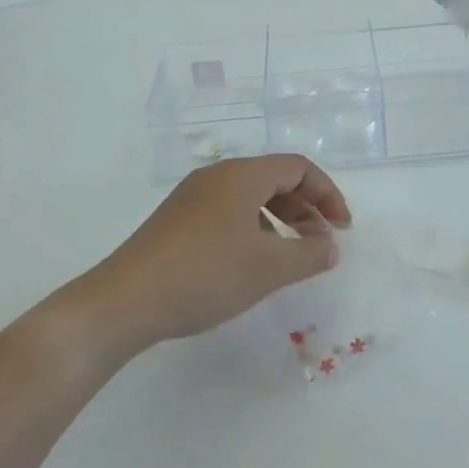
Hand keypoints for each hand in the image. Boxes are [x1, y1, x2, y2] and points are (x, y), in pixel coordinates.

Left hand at [81, 156, 351, 353]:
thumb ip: (309, 254)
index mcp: (241, 175)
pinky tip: (253, 261)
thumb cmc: (206, 274)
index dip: (328, 194)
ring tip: (292, 255)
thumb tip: (331, 247)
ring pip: (250, 197)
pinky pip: (228, 212)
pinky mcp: (176, 221)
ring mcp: (192, 198)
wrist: (126, 300)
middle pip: (274, 179)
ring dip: (281, 220)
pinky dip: (254, 229)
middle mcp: (217, 176)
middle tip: (322, 243)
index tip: (343, 228)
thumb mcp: (268, 268)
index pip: (298, 167)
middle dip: (306, 208)